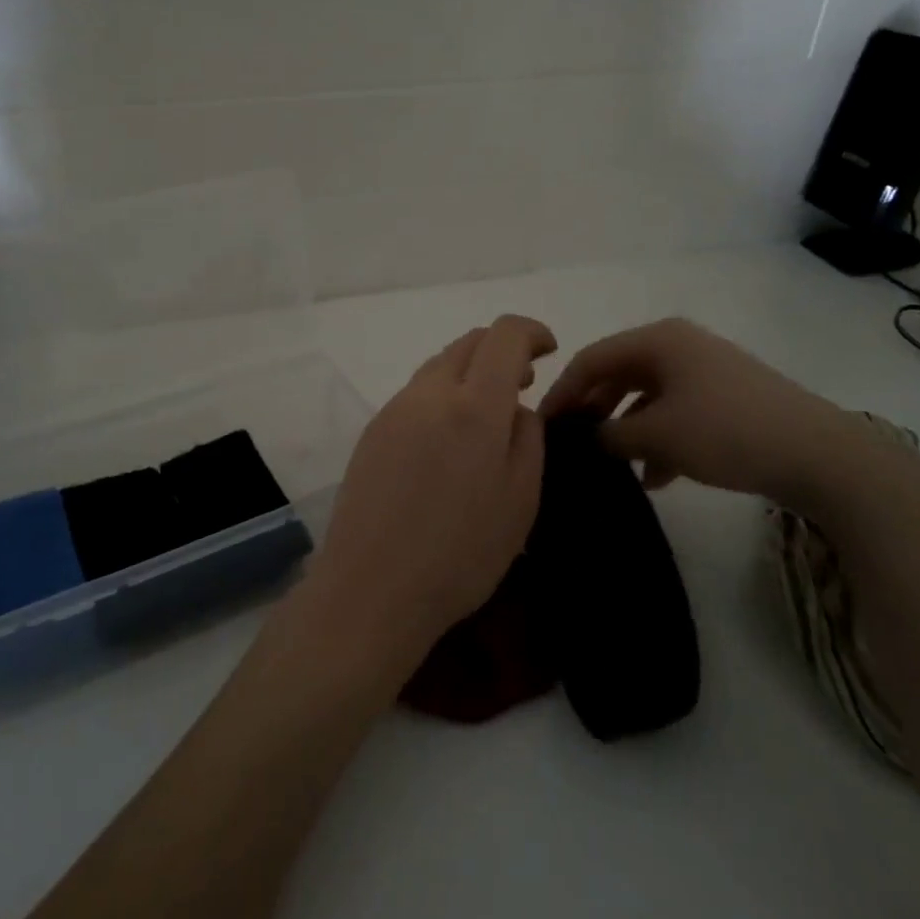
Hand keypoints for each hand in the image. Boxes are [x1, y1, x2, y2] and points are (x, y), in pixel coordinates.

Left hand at [303, 315, 556, 686]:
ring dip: (470, 371)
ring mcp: (394, 409)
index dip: (531, 331)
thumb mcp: (520, 500)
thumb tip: (517, 406)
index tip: (549, 349)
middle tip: (525, 380)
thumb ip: (527, 438)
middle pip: (468, 343)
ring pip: (439, 365)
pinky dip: (443, 394)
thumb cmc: (460, 554)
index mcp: (473, 406)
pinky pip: (416, 393)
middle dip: (502, 349)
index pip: (504, 336)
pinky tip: (450, 436)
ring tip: (490, 409)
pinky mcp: (373, 430)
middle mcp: (429, 394)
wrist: (371, 587)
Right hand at [539, 318, 877, 505]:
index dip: (563, 392)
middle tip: (574, 445)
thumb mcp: (657, 436)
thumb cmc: (726, 432)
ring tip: (615, 467)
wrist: (821, 455)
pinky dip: (659, 438)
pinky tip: (656, 476)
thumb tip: (585, 438)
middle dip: (595, 411)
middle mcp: (679, 345)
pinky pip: (676, 411)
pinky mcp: (727, 397)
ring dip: (628, 430)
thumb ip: (609, 435)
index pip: (591, 359)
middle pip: (619, 374)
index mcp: (658, 339)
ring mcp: (706, 370)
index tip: (542, 426)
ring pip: (648, 396)